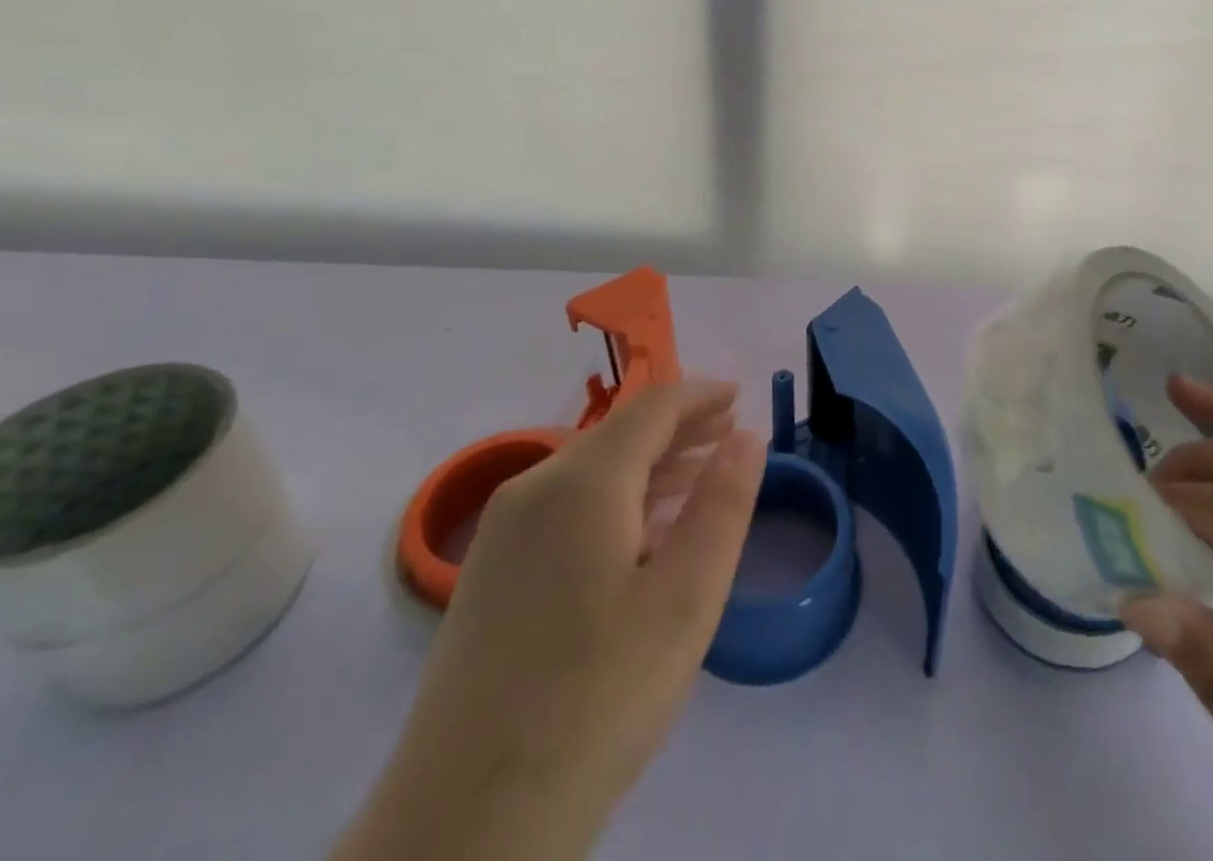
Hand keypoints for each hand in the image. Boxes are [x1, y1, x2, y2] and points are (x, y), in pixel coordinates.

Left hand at [335, 381, 765, 860]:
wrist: (464, 829)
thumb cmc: (597, 700)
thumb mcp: (686, 598)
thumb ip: (724, 504)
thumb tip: (747, 436)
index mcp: (582, 482)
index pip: (652, 408)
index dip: (701, 395)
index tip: (742, 396)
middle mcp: (534, 488)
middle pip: (620, 434)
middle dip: (680, 429)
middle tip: (731, 435)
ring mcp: (503, 533)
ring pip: (592, 470)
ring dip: (651, 465)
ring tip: (701, 475)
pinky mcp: (489, 575)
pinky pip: (566, 507)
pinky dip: (617, 499)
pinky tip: (644, 533)